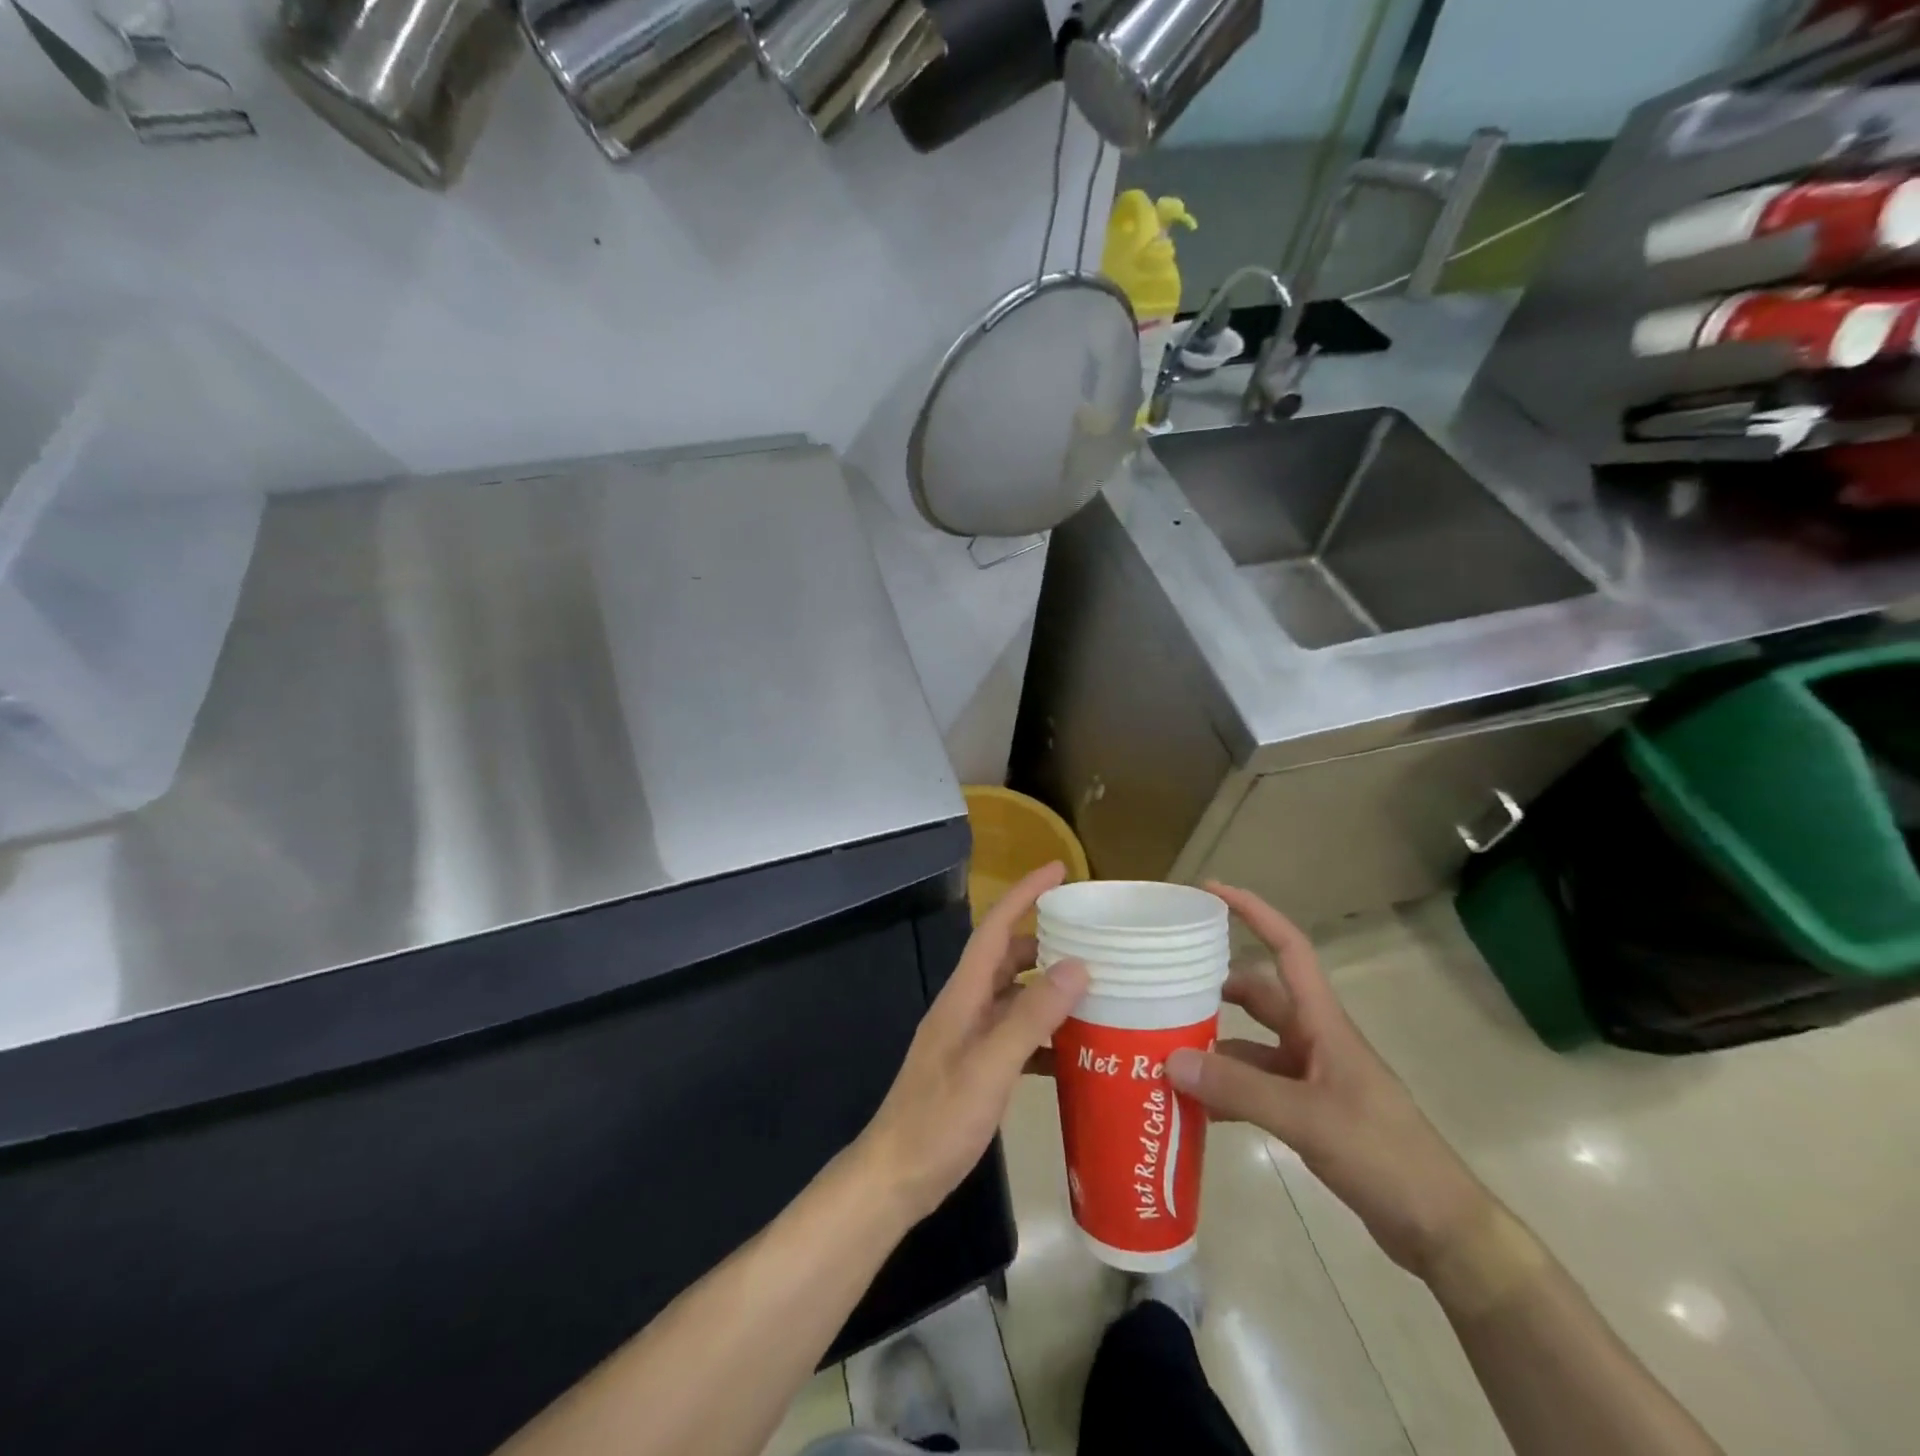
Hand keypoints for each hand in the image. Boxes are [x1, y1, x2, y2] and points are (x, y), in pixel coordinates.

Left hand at [854, 863, 1089, 1224]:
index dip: (1024, 894)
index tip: (1058, 869)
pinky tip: (1076, 1050)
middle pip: (1008, 958)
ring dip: (1049, 988)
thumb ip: (1031, 1017)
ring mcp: (970, 1038)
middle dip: (1045, 940)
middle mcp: (966, 1006)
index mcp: (964, 995)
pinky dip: (1045, 1032)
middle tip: (1092, 938)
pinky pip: (1017, 1034)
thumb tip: (1076, 965)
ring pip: (1015, 997)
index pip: (996, 929)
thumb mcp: (990, 1067)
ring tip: (1095, 988)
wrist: (897, 1177)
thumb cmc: (939, 1119)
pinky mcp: (977, 1067)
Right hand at [1165, 884, 1495, 1278]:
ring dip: (1215, 1045)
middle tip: (1166, 986)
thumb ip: (1238, 1089)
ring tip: (1165, 1049)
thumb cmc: (1384, 1155)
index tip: (1211, 890)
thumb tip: (1170, 1059)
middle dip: (1216, 985)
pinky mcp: (1308, 1112)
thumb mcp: (1307, 1118)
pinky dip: (1225, 1089)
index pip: (1289, 947)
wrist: (1441, 1229)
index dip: (1254, 912)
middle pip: (1259, 994)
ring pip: (1251, 1044)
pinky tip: (1195, 1107)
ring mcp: (1311, 1077)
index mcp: (1322, 1023)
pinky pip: (1255, 1086)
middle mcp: (1313, 1040)